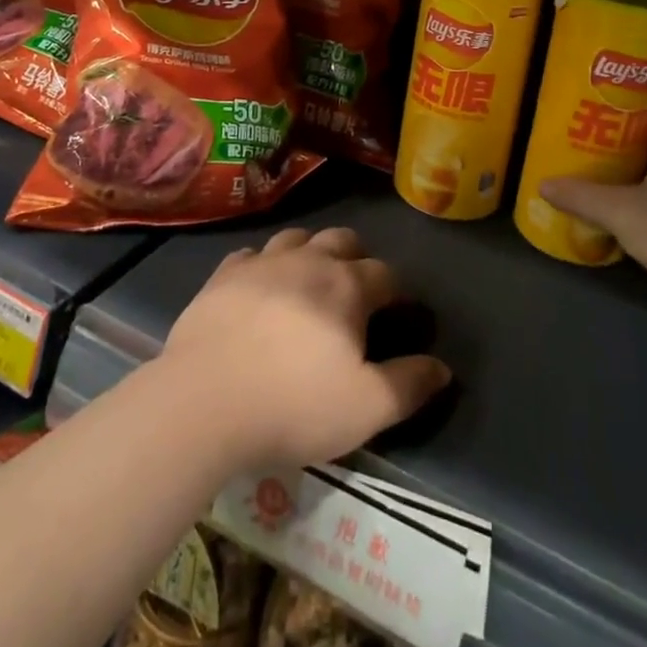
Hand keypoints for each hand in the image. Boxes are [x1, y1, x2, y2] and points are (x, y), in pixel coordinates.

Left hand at [160, 228, 450, 471]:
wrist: (204, 401)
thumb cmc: (294, 405)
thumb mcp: (366, 408)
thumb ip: (409, 384)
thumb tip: (442, 367)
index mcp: (347, 286)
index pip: (386, 274)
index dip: (397, 293)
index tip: (397, 314)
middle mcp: (308, 260)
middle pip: (343, 240)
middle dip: (357, 257)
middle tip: (356, 291)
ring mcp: (262, 261)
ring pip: (297, 237)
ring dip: (311, 252)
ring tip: (310, 281)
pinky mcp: (224, 274)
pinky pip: (251, 254)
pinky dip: (264, 264)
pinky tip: (260, 286)